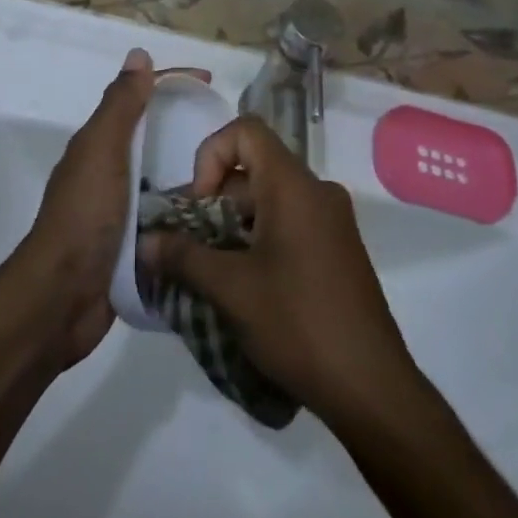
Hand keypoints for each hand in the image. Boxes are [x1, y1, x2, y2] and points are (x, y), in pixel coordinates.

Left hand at [15, 48, 207, 369]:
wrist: (60, 300)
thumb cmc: (83, 216)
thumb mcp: (103, 151)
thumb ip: (121, 105)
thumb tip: (139, 54)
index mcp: (99, 145)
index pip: (140, 99)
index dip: (173, 84)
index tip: (212, 84)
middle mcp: (109, 172)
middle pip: (154, 138)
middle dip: (188, 130)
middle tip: (232, 136)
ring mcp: (120, 211)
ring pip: (163, 180)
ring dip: (193, 175)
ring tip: (236, 176)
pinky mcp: (133, 247)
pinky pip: (167, 219)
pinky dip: (188, 214)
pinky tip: (217, 216)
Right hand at [140, 116, 417, 425]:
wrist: (371, 387)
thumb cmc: (298, 323)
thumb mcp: (231, 290)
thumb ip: (184, 257)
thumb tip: (145, 241)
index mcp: (293, 185)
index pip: (246, 131)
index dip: (212, 154)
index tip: (199, 205)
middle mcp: (316, 190)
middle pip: (254, 168)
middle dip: (214, 200)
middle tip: (190, 245)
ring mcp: (331, 221)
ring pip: (270, 199)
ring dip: (234, 225)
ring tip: (210, 272)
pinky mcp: (337, 250)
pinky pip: (289, 223)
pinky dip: (259, 240)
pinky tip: (243, 287)